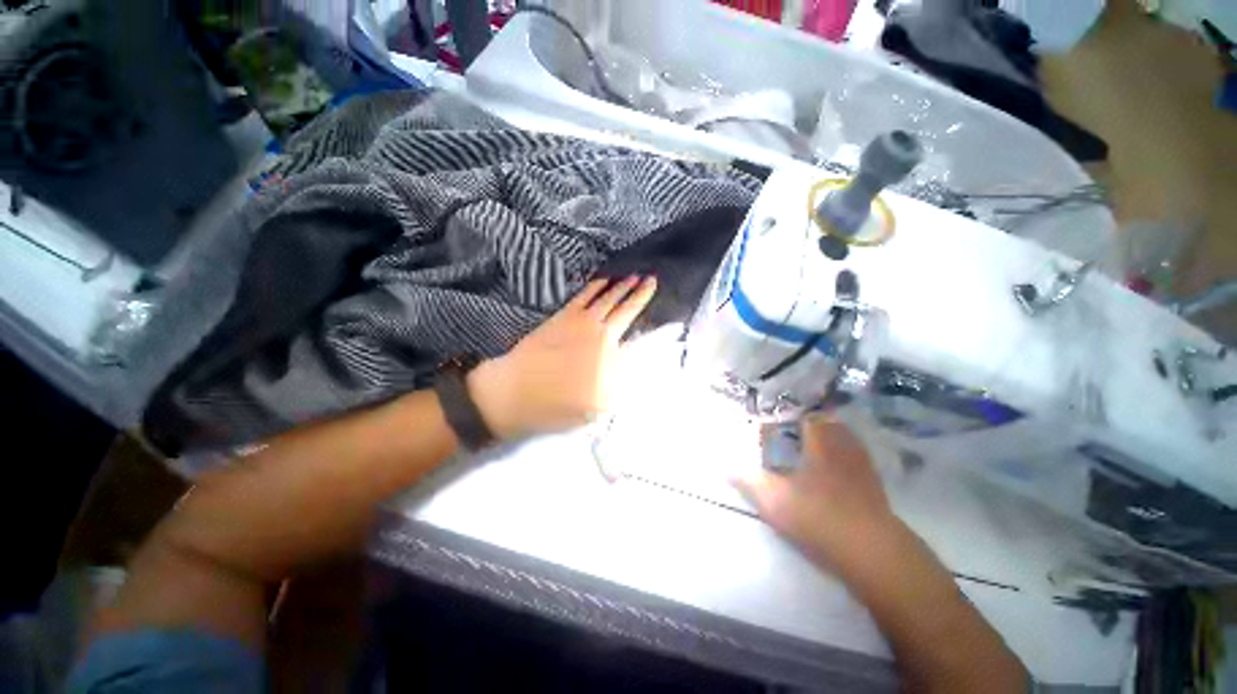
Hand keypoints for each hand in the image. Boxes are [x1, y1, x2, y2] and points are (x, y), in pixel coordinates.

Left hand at [467, 276, 657, 439]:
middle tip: (653, 280)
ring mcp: (582, 322)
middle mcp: (603, 336)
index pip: (639, 339)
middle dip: (642, 294)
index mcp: (612, 360)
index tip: (663, 318)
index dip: (654, 327)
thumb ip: (618, 384)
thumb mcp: (596, 410)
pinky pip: (585, 295)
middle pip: (627, 310)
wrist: (515, 392)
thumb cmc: (556, 407)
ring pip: (609, 298)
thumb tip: (632, 360)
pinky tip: (605, 279)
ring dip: (624, 285)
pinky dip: (597, 286)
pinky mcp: (564, 315)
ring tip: (636, 275)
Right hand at [735, 417, 901, 567]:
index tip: (778, 421)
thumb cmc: (819, 517)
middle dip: (812, 424)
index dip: (792, 416)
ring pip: (847, 441)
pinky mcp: (875, 487)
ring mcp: (863, 467)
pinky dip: (845, 458)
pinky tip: (834, 472)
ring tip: (812, 447)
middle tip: (793, 431)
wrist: (873, 553)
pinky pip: (858, 460)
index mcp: (820, 443)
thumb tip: (726, 467)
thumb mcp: (774, 500)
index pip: (808, 417)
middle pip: (831, 424)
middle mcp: (844, 448)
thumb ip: (748, 481)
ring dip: (830, 439)